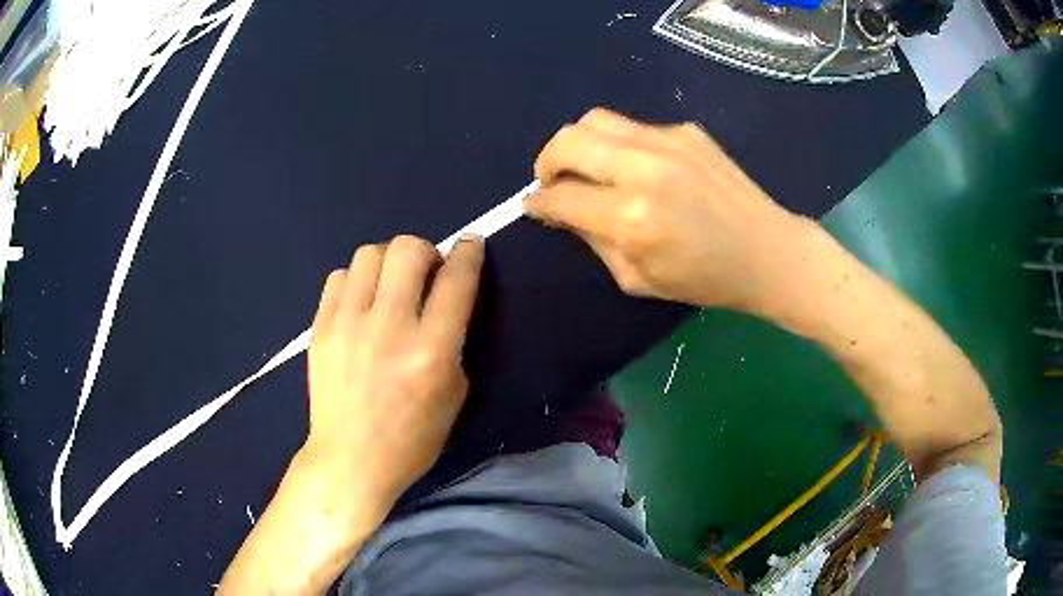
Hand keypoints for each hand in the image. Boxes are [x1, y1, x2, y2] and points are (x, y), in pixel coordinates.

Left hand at [304, 235, 483, 517]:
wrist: (350, 459)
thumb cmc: (412, 438)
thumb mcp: (455, 393)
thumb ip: (453, 339)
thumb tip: (444, 298)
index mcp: (431, 350)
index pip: (456, 279)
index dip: (469, 253)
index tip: (470, 245)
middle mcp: (389, 327)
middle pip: (408, 249)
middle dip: (426, 251)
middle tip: (426, 273)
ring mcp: (347, 324)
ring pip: (369, 254)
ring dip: (388, 262)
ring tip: (389, 287)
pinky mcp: (320, 328)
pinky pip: (339, 277)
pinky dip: (357, 281)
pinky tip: (361, 304)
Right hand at [525, 108, 809, 312]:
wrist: (766, 251)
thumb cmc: (704, 279)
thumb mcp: (637, 278)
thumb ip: (592, 240)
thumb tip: (562, 210)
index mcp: (631, 218)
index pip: (561, 197)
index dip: (538, 202)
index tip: (532, 205)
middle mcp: (644, 169)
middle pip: (568, 140)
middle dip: (546, 162)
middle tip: (552, 181)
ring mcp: (668, 142)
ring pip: (595, 120)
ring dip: (577, 144)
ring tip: (585, 167)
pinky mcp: (686, 131)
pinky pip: (633, 128)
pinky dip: (618, 146)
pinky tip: (636, 168)